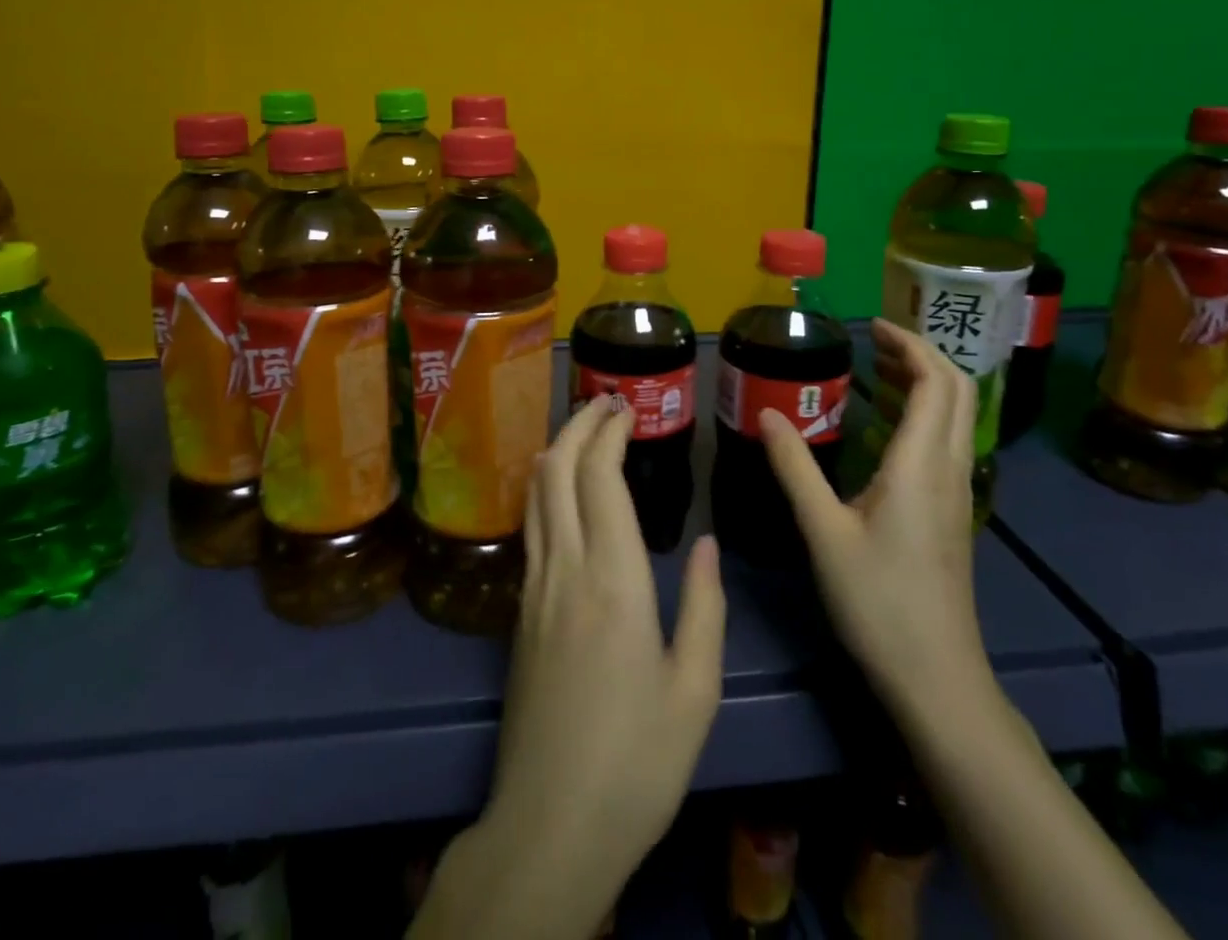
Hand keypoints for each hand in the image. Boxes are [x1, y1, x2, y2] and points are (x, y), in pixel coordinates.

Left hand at [414, 398, 725, 939]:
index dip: (609, 432)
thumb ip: (705, 608)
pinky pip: (530, 527)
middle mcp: (565, 568)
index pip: (601, 478)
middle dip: (577, 426)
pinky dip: (543, 488)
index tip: (627, 407)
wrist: (550, 824)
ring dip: (556, 450)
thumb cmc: (637, 761)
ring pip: (535, 494)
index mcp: (614, 580)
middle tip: (604, 403)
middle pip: (557, 470)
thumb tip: (707, 544)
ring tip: (582, 430)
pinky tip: (557, 490)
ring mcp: (534, 588)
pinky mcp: (519, 611)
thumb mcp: (695, 691)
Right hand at [758, 319, 987, 717]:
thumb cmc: (878, 601)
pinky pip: (945, 441)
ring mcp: (956, 492)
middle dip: (921, 354)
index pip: (936, 381)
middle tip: (873, 342)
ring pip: (955, 416)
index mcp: (921, 464)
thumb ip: (794, 467)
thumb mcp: (824, 531)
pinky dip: (921, 413)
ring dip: (924, 382)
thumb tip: (766, 413)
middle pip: (957, 391)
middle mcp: (948, 468)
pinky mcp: (951, 513)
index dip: (910, 344)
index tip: (871, 326)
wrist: (936, 677)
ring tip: (875, 371)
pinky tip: (883, 427)